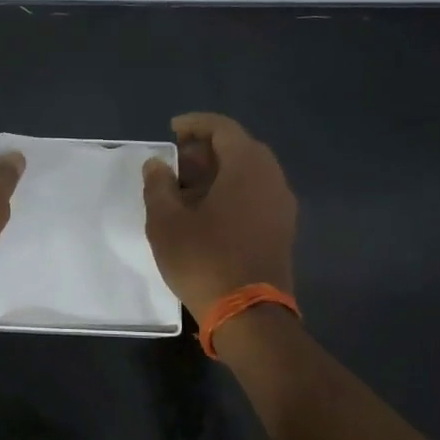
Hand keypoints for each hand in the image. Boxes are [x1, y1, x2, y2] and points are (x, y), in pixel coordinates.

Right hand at [142, 112, 297, 316]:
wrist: (249, 315)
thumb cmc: (204, 259)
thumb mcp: (166, 222)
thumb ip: (159, 185)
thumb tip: (157, 164)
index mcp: (247, 167)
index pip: (223, 129)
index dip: (195, 124)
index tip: (171, 129)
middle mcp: (271, 179)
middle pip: (240, 148)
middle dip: (206, 149)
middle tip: (176, 160)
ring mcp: (281, 206)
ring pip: (249, 173)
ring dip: (219, 171)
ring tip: (186, 187)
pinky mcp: (282, 230)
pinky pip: (256, 194)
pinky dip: (232, 190)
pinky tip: (206, 210)